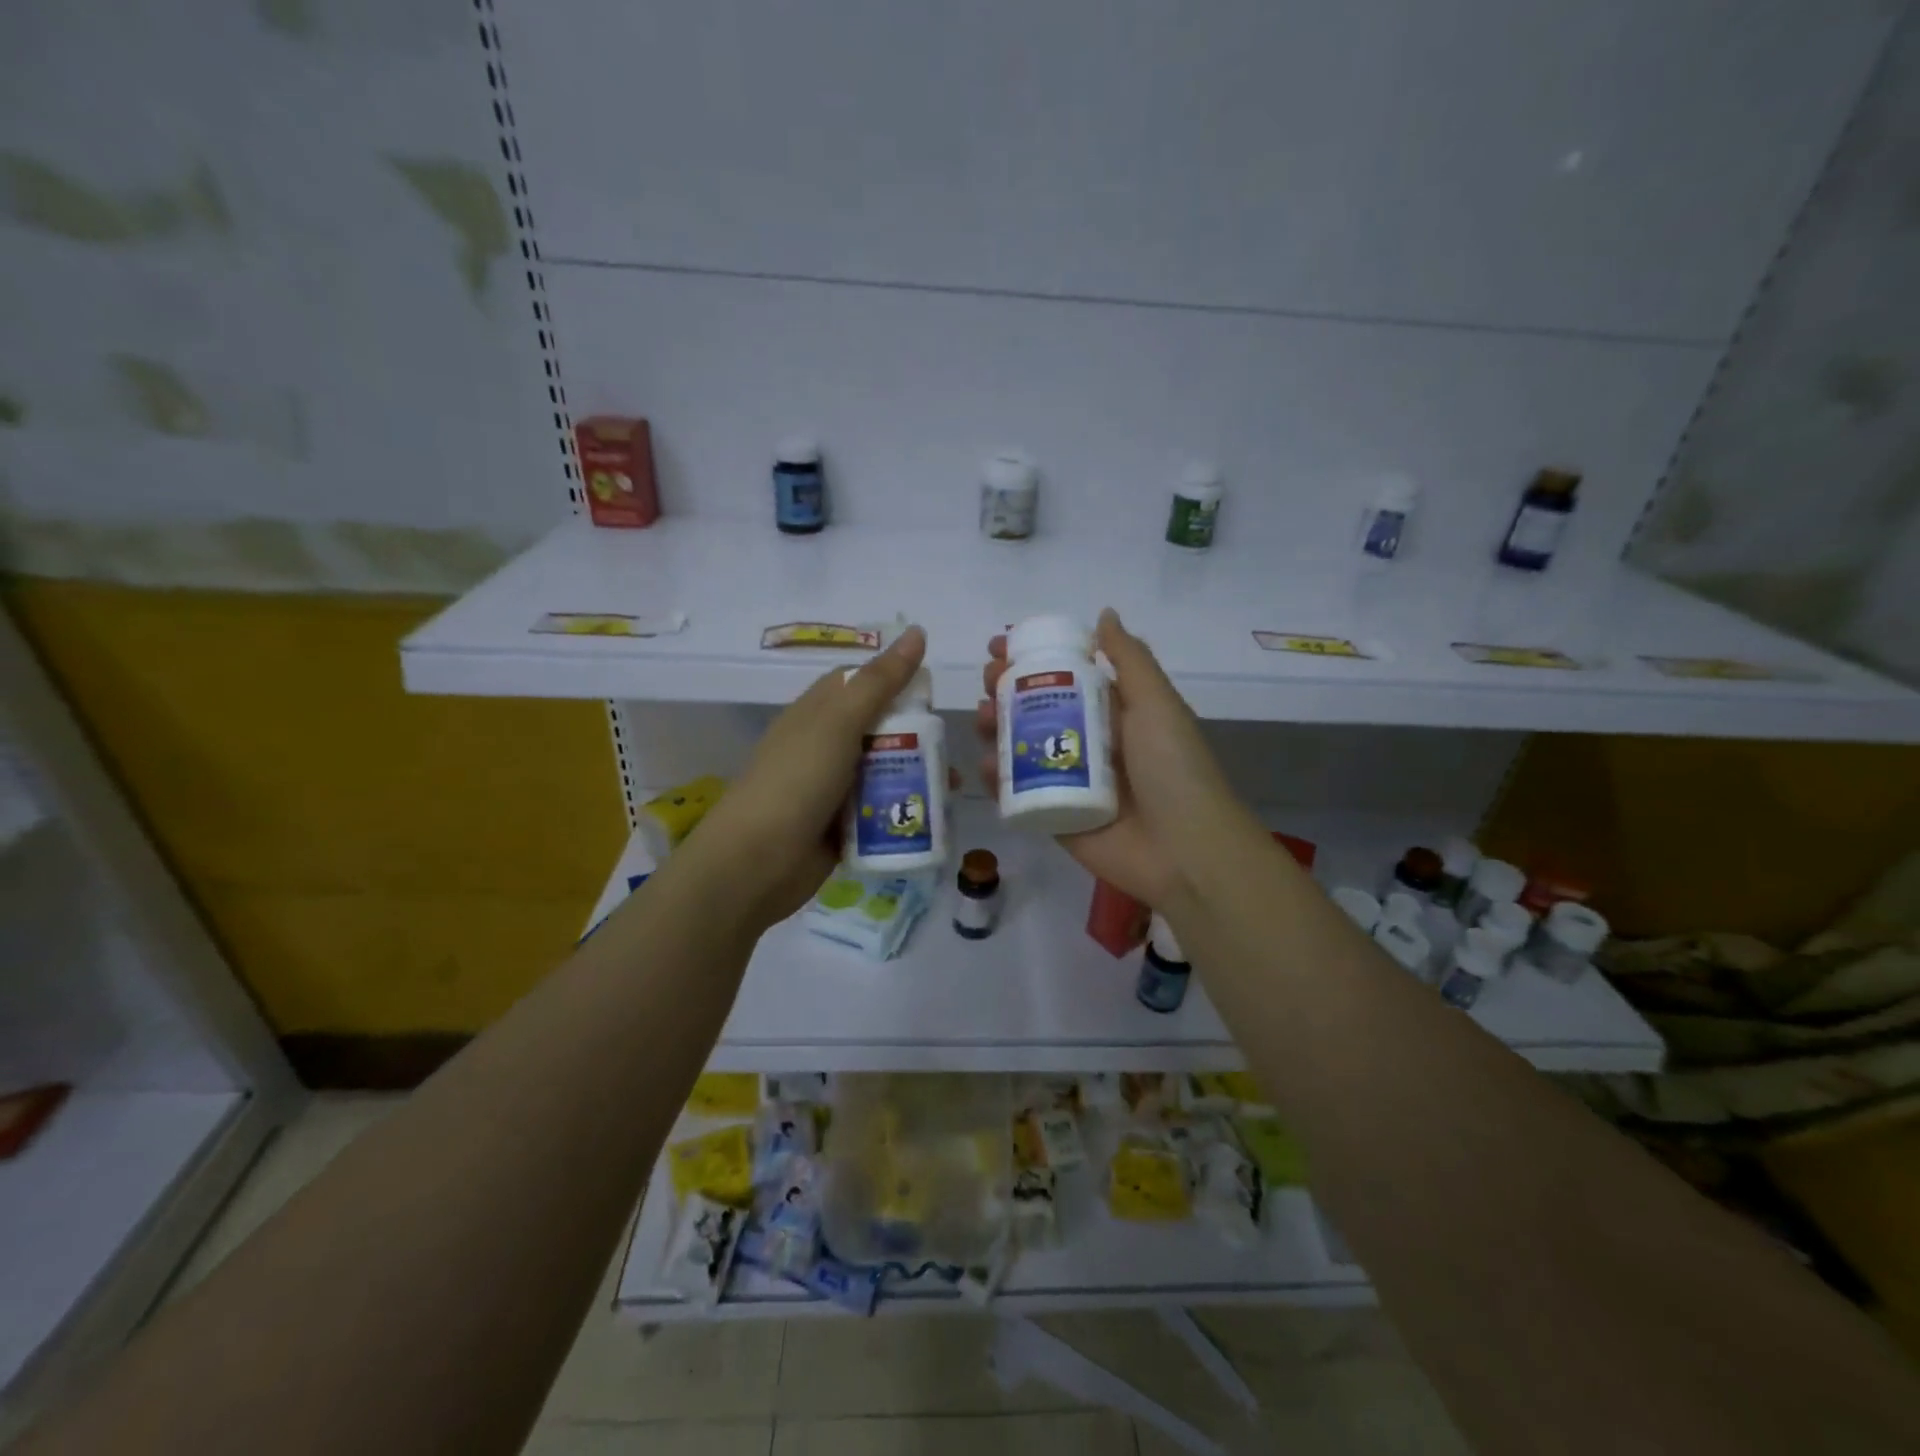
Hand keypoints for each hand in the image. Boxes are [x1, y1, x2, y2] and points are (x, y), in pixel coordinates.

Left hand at [693, 627, 930, 926]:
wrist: (757, 862)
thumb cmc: (797, 780)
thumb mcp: (839, 722)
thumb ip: (880, 681)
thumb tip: (917, 632)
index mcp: (817, 712)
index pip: (860, 683)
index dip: (896, 680)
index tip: (934, 691)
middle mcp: (825, 746)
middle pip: (879, 729)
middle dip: (917, 736)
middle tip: (952, 747)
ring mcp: (832, 788)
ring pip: (884, 771)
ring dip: (917, 776)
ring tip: (953, 787)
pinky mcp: (842, 826)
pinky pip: (881, 810)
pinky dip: (904, 811)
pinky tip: (935, 817)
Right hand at [977, 608, 1252, 909]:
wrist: (1185, 850)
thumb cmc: (1173, 768)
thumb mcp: (1156, 703)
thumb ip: (1129, 659)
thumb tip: (1104, 614)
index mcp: (1114, 713)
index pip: (1065, 675)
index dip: (1033, 658)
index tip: (1001, 645)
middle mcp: (1089, 742)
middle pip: (1036, 708)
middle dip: (1006, 689)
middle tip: (988, 681)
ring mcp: (1069, 781)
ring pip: (1021, 747)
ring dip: (996, 727)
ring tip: (984, 717)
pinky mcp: (1053, 817)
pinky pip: (1018, 792)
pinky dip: (997, 776)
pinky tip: (986, 762)